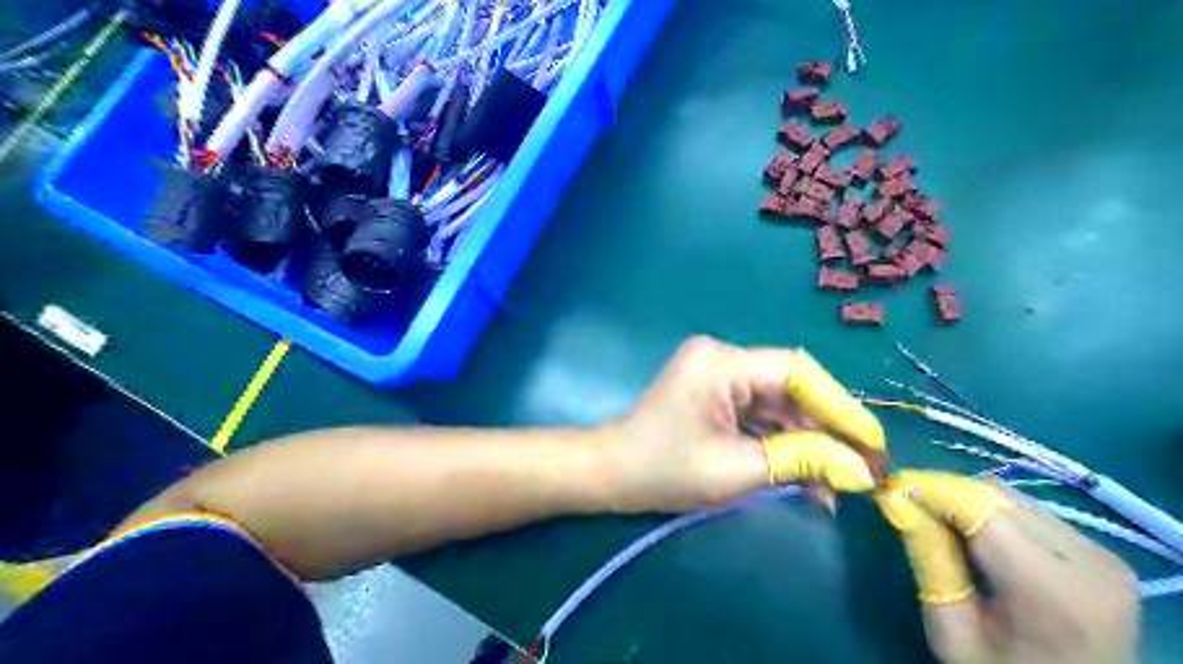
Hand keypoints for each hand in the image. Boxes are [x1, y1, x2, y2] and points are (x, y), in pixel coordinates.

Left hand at [604, 337, 881, 512]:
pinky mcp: (714, 393)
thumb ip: (800, 462)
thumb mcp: (736, 469)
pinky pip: (758, 412)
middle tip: (863, 467)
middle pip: (790, 385)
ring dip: (806, 439)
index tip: (872, 443)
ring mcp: (716, 374)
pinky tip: (805, 473)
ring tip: (838, 481)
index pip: (796, 371)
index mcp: (721, 363)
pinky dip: (781, 440)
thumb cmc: (664, 471)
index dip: (840, 405)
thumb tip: (861, 470)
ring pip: (777, 401)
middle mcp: (721, 357)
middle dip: (826, 427)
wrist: (609, 473)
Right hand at [876, 473, 1136, 663]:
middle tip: (905, 503)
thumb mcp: (952, 632)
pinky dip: (992, 513)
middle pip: (996, 498)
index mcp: (1054, 589)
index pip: (981, 508)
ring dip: (967, 501)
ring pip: (1012, 498)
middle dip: (944, 493)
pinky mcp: (1102, 553)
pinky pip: (1031, 512)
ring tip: (935, 519)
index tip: (888, 487)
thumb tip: (897, 500)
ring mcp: (1102, 554)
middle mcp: (1089, 561)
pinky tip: (972, 534)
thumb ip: (929, 562)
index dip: (930, 489)